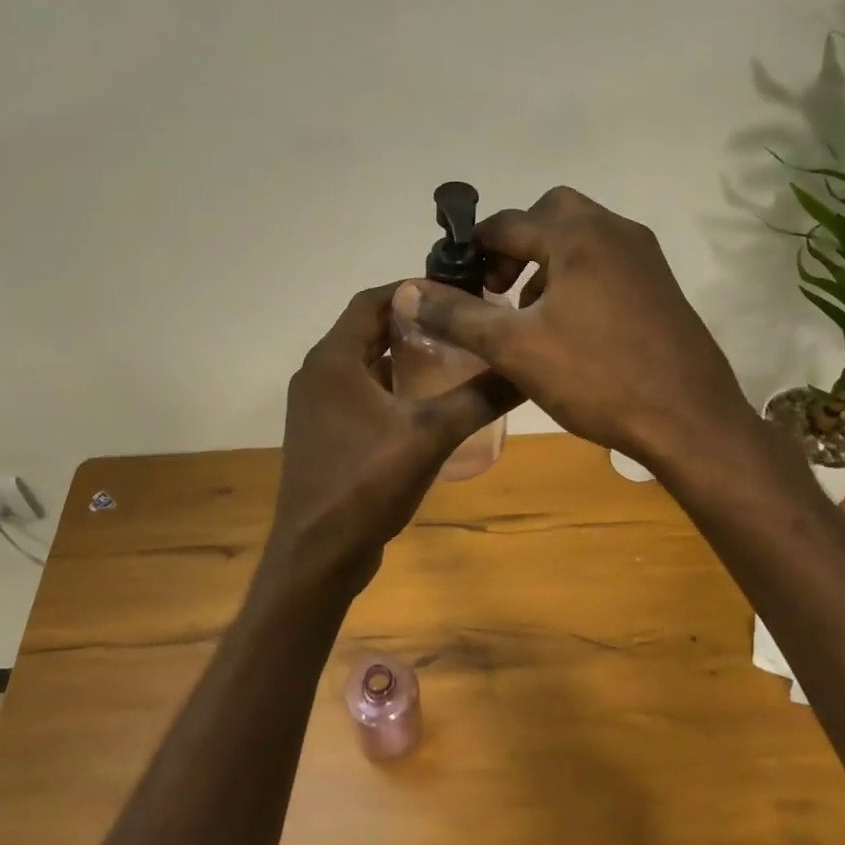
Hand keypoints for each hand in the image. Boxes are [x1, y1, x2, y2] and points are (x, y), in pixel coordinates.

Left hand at [265, 283, 522, 596]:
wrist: (317, 555)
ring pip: (363, 364)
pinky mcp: (323, 434)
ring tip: (451, 355)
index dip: (411, 290)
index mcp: (332, 361)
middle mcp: (317, 375)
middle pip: (367, 331)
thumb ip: (478, 398)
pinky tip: (426, 401)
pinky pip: (358, 393)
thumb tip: (528, 369)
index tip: (454, 292)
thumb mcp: (430, 435)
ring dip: (401, 356)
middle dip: (412, 323)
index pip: (371, 301)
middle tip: (460, 323)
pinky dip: (390, 386)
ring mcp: (316, 407)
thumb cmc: (365, 484)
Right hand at [398, 187, 761, 471]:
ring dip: (545, 263)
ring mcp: (645, 258)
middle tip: (495, 290)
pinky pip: (605, 263)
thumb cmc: (597, 377)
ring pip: (580, 239)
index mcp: (579, 235)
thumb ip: (458, 316)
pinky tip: (567, 328)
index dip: (472, 250)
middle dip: (514, 246)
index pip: (507, 223)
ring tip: (525, 314)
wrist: (690, 421)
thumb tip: (409, 292)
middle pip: (550, 216)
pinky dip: (575, 277)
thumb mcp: (515, 348)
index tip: (452, 284)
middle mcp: (616, 232)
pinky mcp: (660, 286)